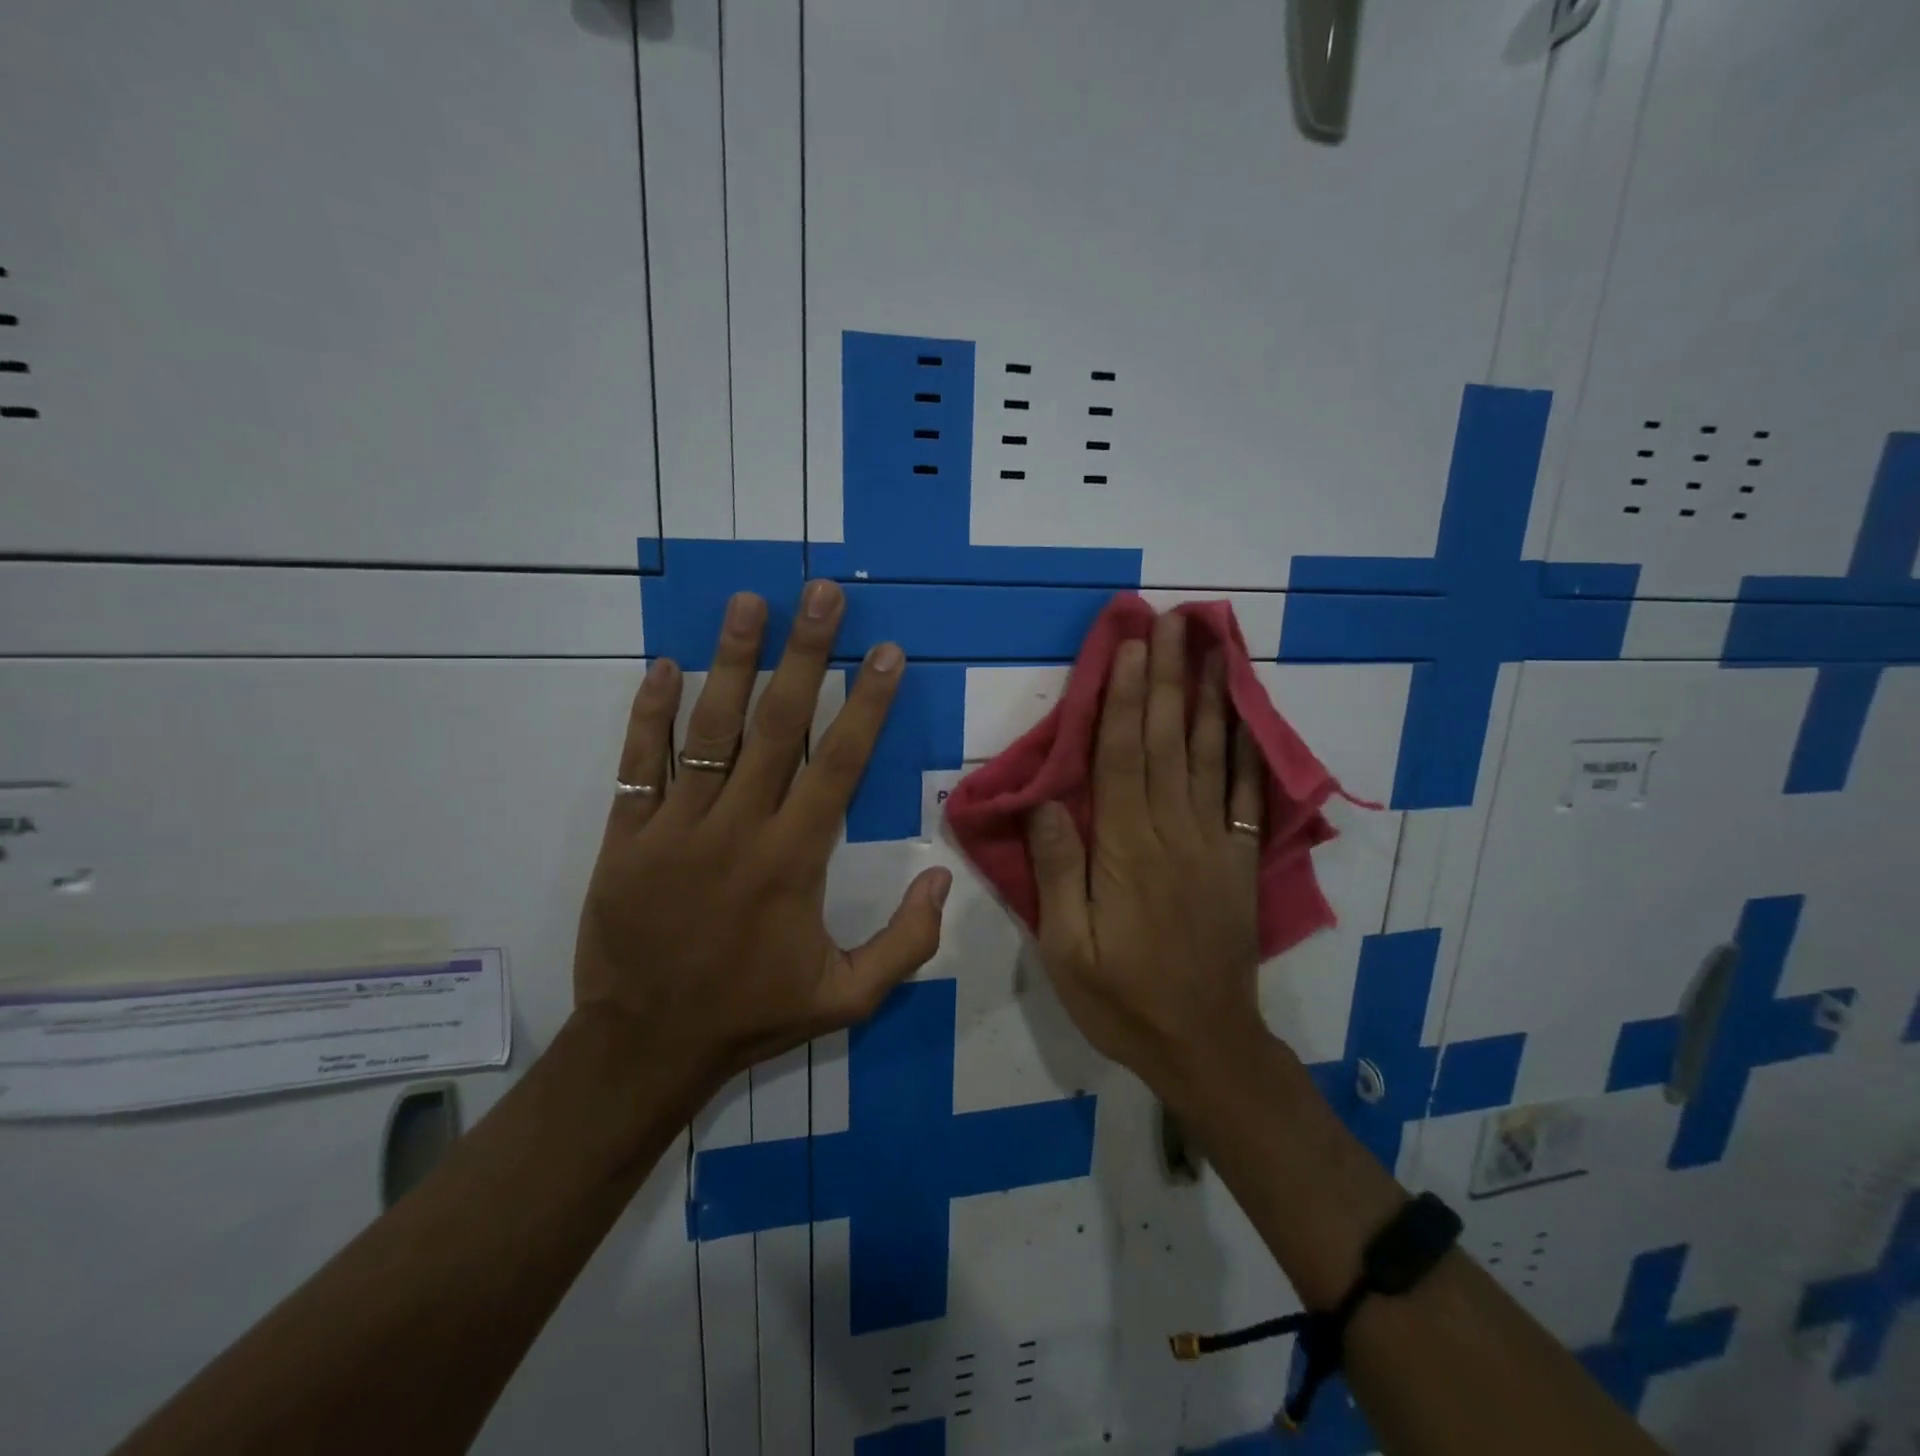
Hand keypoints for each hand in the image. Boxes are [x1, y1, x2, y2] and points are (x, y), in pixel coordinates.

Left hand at [573, 581, 951, 1096]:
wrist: (644, 1046)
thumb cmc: (751, 1015)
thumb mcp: (847, 998)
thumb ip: (906, 942)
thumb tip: (942, 877)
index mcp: (793, 861)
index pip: (839, 764)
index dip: (866, 704)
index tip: (885, 652)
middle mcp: (737, 828)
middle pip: (777, 726)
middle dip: (804, 655)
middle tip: (821, 595)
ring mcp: (675, 827)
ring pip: (708, 729)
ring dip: (732, 661)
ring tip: (749, 602)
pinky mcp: (626, 835)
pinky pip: (638, 762)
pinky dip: (650, 712)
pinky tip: (666, 665)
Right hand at [1026, 611, 1269, 1102]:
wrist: (1204, 1044)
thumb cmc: (1122, 997)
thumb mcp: (1067, 949)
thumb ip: (1057, 873)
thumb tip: (1046, 803)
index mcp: (1126, 850)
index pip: (1123, 757)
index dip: (1126, 698)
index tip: (1130, 647)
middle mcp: (1174, 832)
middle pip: (1170, 741)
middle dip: (1168, 677)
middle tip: (1173, 621)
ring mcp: (1214, 843)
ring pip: (1212, 756)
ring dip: (1209, 698)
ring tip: (1212, 647)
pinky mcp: (1239, 861)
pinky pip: (1248, 795)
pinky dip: (1249, 749)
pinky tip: (1248, 715)